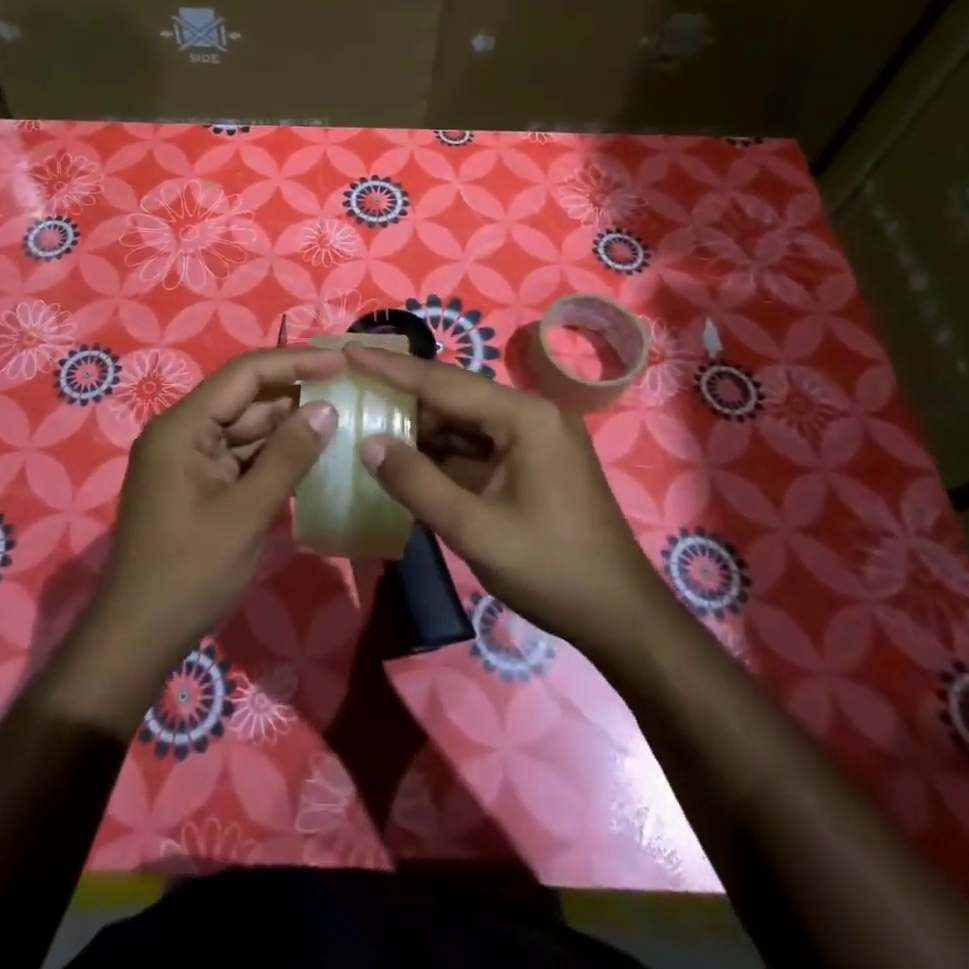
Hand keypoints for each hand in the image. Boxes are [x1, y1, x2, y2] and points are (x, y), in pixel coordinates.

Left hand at [88, 346, 343, 669]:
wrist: (138, 638)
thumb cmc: (190, 571)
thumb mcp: (247, 512)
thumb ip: (288, 456)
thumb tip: (326, 410)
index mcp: (183, 427)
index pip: (245, 374)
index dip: (295, 363)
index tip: (341, 364)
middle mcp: (182, 433)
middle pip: (245, 398)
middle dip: (295, 394)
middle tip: (349, 392)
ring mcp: (188, 460)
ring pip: (245, 428)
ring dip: (288, 427)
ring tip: (340, 420)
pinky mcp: (197, 485)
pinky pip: (240, 457)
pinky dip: (273, 456)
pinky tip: (311, 456)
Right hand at [345, 344, 664, 663]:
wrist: (621, 617)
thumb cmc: (552, 570)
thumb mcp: (475, 530)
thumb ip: (418, 483)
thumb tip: (369, 444)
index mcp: (525, 417)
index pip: (445, 382)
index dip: (392, 368)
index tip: (348, 350)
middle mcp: (531, 415)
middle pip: (454, 397)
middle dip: (403, 397)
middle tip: (351, 389)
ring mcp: (534, 439)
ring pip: (464, 422)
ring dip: (420, 428)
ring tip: (366, 422)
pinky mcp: (532, 463)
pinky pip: (477, 447)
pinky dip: (442, 453)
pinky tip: (406, 458)